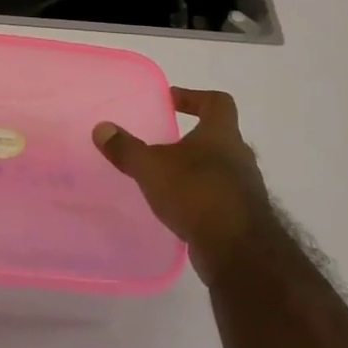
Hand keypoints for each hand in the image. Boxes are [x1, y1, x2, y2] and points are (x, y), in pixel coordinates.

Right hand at [94, 88, 271, 278]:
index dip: (194, 97)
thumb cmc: (196, 194)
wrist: (238, 250)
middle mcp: (239, 156)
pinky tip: (180, 208)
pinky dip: (201, 197)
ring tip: (168, 178)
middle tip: (164, 143)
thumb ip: (125, 148)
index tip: (170, 102)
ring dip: (197, 169)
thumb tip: (102, 128)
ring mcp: (246, 188)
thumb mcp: (151, 167)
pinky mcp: (244, 217)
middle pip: (219, 136)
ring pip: (221, 168)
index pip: (217, 102)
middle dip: (192, 138)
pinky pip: (221, 197)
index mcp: (221, 134)